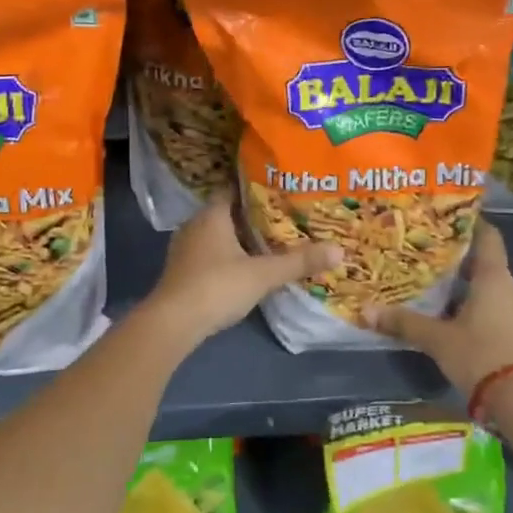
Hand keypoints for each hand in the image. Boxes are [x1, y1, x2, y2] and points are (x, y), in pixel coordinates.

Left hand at [146, 187, 341, 339]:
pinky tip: (247, 266)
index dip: (258, 188)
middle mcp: (195, 224)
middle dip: (253, 215)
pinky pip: (210, 253)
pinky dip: (228, 256)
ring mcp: (185, 248)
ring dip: (240, 238)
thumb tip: (340, 250)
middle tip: (285, 217)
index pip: (235, 189)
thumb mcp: (263, 274)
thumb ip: (299, 262)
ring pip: (218, 235)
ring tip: (271, 241)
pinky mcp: (182, 271)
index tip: (283, 190)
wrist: (173, 323)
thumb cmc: (217, 287)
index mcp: (212, 214)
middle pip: (228, 212)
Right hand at [363, 222, 512, 398]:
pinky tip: (457, 320)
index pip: (488, 237)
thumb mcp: (437, 339)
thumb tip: (367, 310)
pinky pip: (499, 311)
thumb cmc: (480, 356)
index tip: (448, 219)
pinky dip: (480, 310)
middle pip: (487, 265)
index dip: (471, 225)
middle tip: (430, 259)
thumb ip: (404, 322)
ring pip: (493, 290)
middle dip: (461, 262)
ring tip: (438, 291)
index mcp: (495, 278)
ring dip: (469, 289)